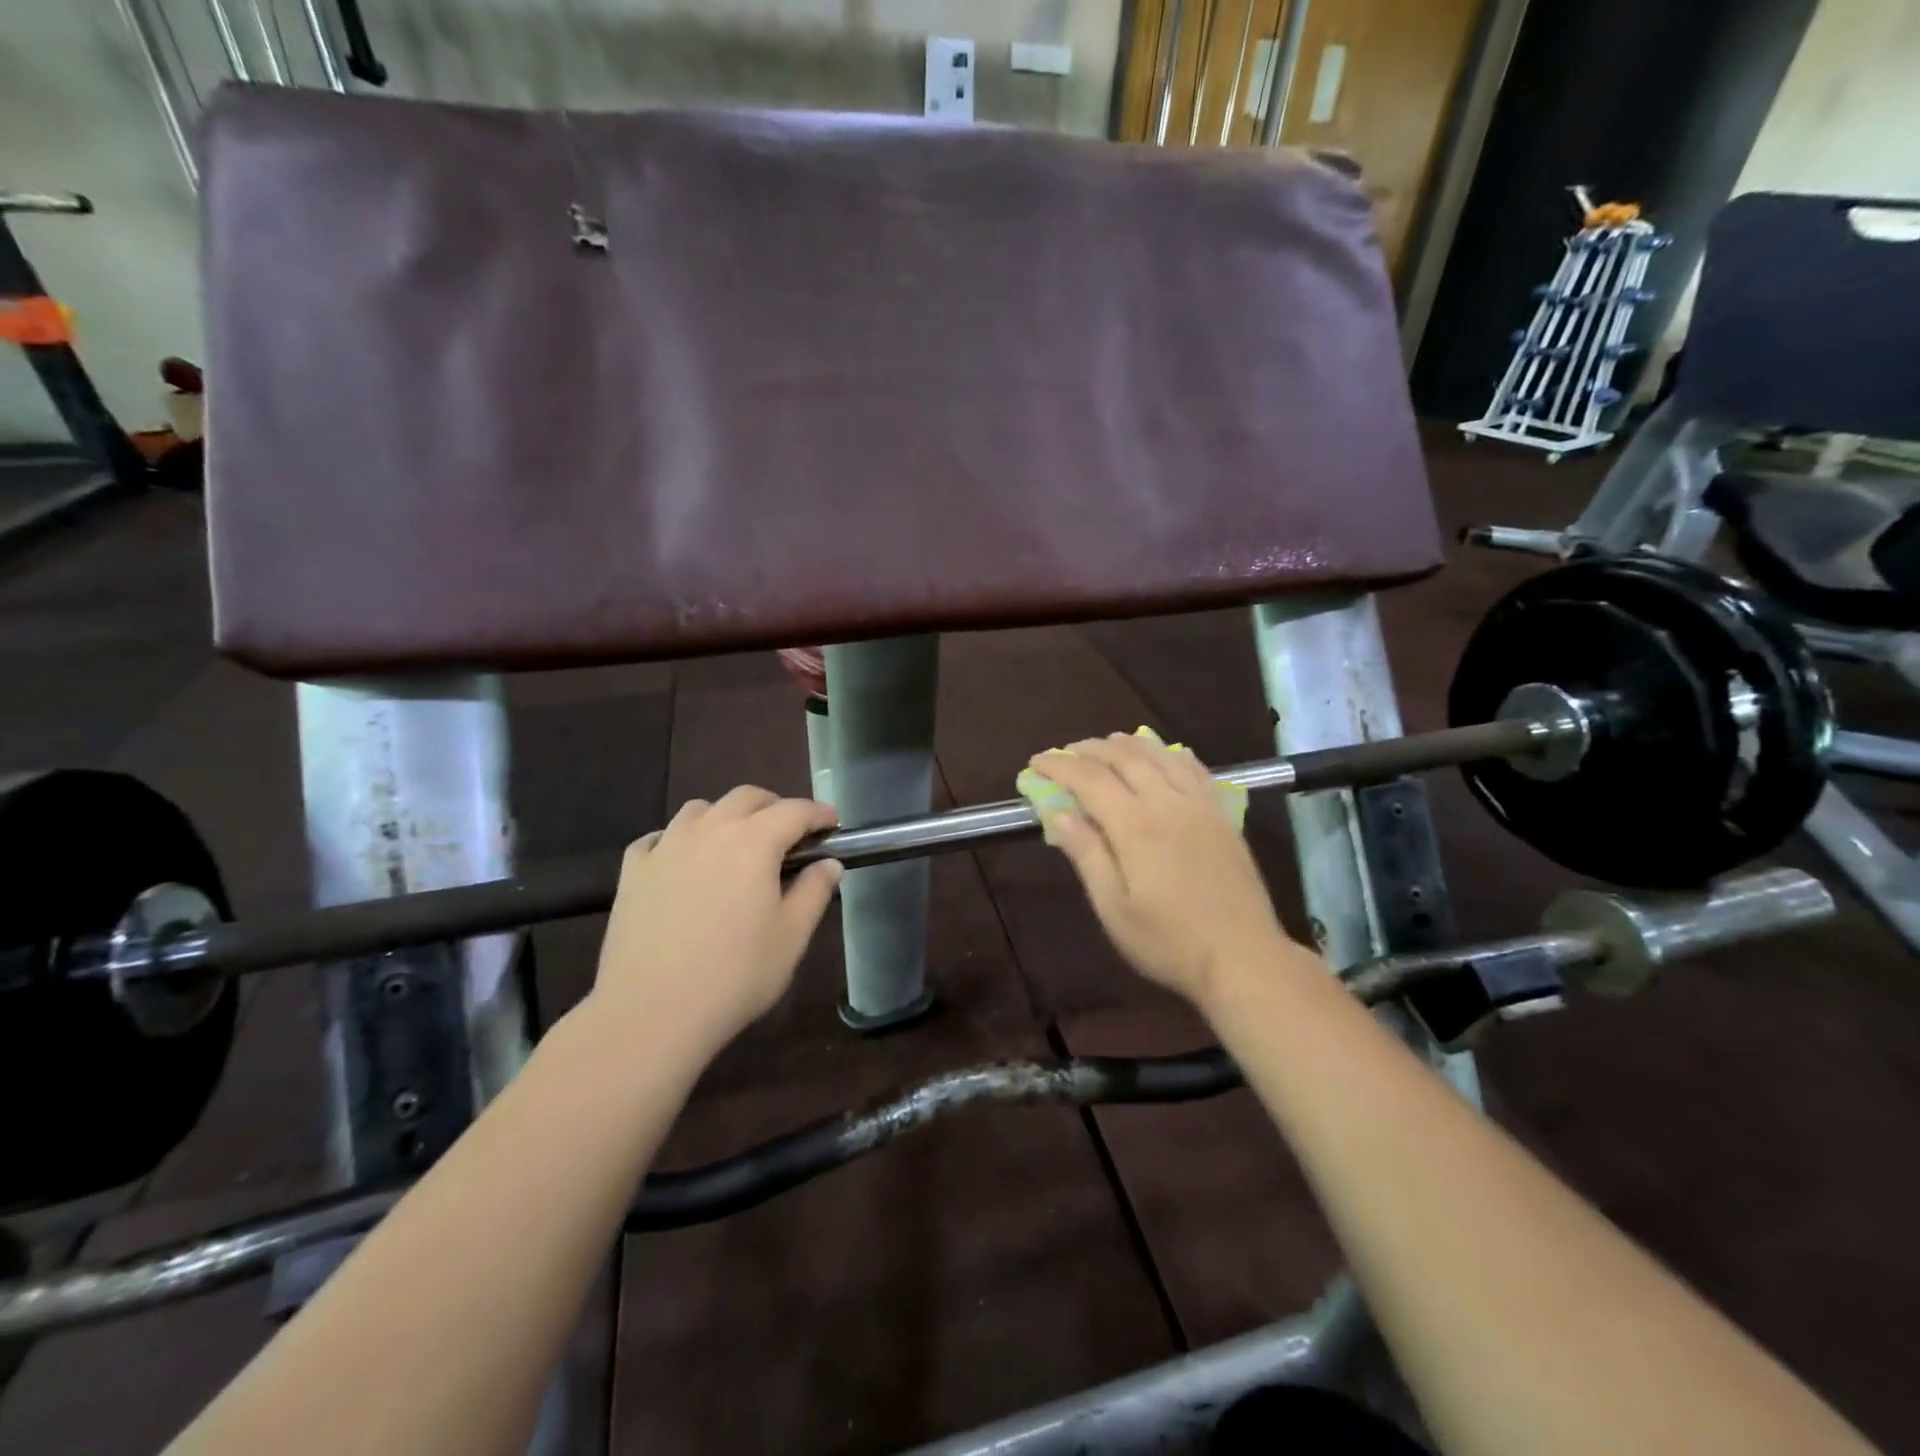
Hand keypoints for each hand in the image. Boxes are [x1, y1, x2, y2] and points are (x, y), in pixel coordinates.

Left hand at [588, 787, 843, 1057]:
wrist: (651, 1013)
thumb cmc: (735, 975)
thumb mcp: (792, 937)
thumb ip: (814, 891)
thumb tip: (828, 863)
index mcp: (754, 842)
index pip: (795, 811)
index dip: (819, 813)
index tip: (833, 824)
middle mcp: (709, 830)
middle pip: (746, 798)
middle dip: (775, 806)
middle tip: (790, 833)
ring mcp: (665, 847)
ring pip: (700, 809)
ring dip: (726, 816)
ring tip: (735, 843)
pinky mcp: (633, 871)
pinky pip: (659, 837)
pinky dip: (680, 839)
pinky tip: (683, 863)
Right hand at [1029, 734, 1298, 1005]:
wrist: (1244, 958)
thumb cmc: (1170, 941)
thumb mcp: (1114, 909)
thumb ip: (1087, 855)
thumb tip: (1059, 813)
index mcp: (1136, 826)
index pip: (1089, 779)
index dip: (1059, 766)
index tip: (1036, 763)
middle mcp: (1168, 802)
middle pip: (1123, 757)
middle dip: (1089, 749)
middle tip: (1065, 754)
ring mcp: (1200, 804)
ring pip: (1159, 755)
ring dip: (1127, 744)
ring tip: (1105, 745)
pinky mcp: (1222, 814)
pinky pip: (1193, 767)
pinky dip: (1169, 753)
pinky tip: (1161, 755)